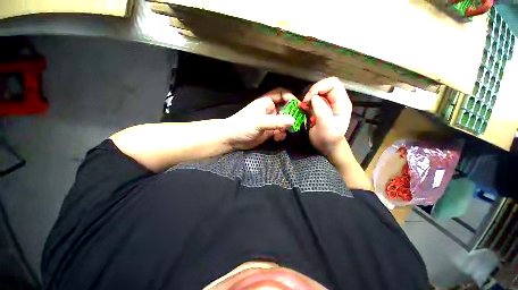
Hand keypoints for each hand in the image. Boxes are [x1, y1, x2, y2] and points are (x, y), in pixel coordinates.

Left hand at [225, 88, 295, 149]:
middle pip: (286, 108)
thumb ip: (276, 122)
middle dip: (291, 115)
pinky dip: (281, 134)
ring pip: (284, 121)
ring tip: (283, 133)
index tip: (298, 106)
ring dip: (286, 127)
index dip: (291, 97)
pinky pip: (280, 131)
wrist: (232, 139)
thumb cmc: (243, 126)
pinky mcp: (270, 131)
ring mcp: (270, 121)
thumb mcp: (259, 122)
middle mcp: (270, 110)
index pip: (281, 93)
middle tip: (296, 123)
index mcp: (266, 102)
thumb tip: (293, 121)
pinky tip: (277, 138)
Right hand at [303, 77, 351, 157]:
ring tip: (304, 106)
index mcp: (342, 104)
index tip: (309, 99)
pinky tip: (304, 108)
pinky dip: (307, 101)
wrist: (328, 147)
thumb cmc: (328, 140)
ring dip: (309, 96)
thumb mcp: (325, 128)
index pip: (333, 84)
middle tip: (305, 103)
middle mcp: (336, 101)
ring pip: (318, 90)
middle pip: (325, 85)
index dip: (320, 87)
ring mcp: (328, 104)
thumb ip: (322, 112)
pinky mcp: (321, 107)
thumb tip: (314, 98)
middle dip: (313, 91)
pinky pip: (313, 98)